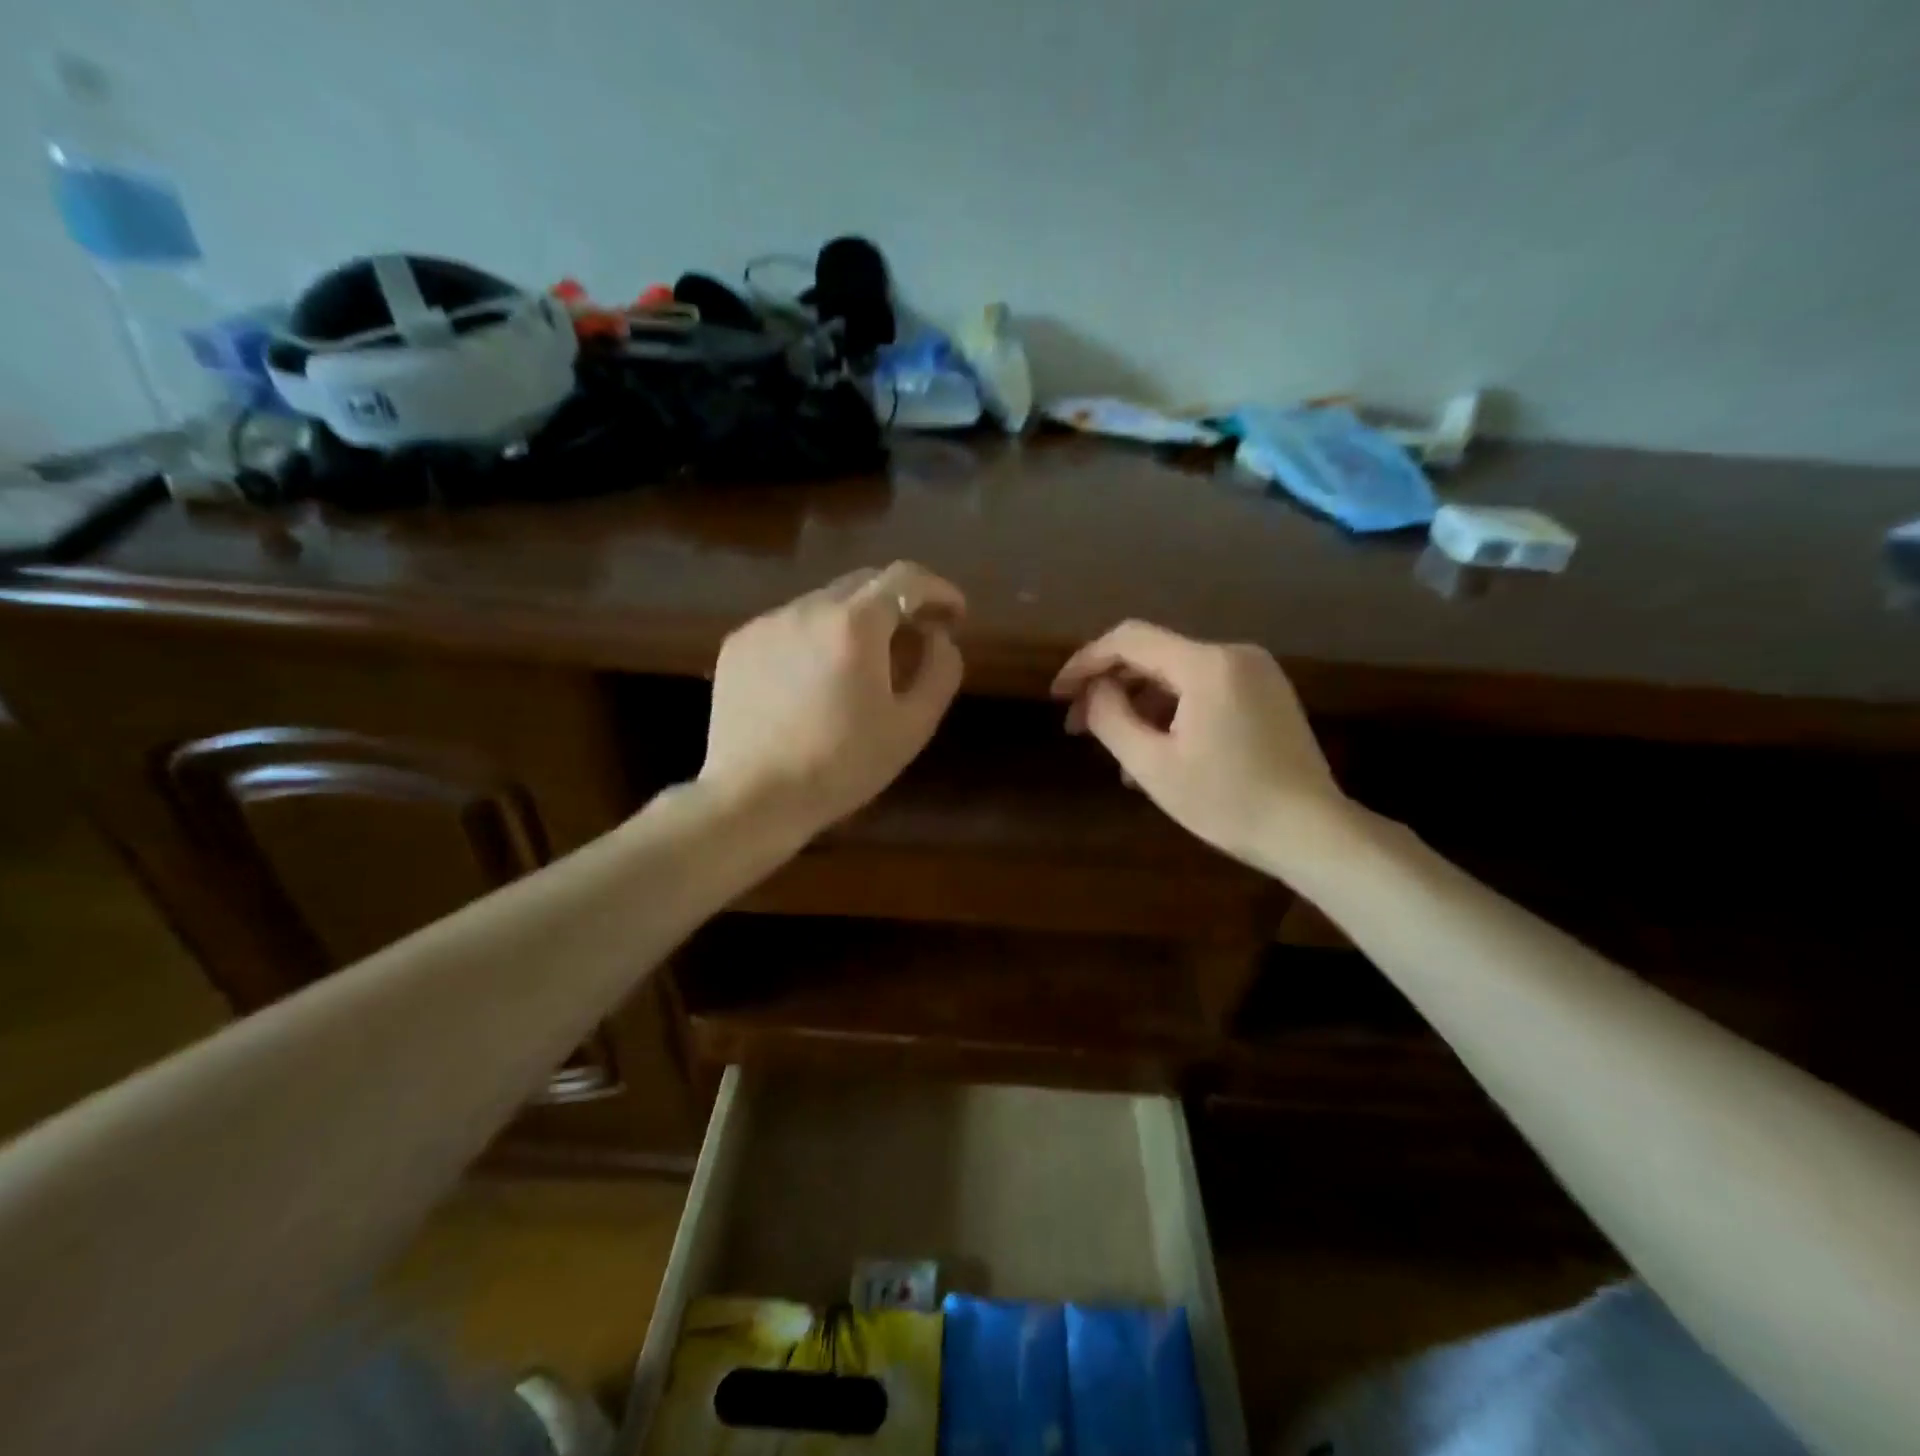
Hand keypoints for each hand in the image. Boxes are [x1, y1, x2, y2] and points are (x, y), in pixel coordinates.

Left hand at [701, 562, 965, 837]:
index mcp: (854, 624)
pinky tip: (814, 680)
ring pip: (824, 603)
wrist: (753, 798)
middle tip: (914, 638)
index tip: (954, 616)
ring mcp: (767, 623)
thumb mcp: (912, 727)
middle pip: (864, 583)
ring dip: (854, 621)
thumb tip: (940, 638)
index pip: (906, 578)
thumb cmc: (842, 766)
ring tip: (861, 664)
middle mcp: (807, 608)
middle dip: (898, 602)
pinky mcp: (738, 644)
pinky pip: (789, 626)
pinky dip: (814, 638)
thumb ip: (939, 671)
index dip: (938, 590)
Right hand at [1052, 621, 1348, 875]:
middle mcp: (1234, 655)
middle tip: (1079, 726)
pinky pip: (1204, 690)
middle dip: (1110, 687)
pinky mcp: (1267, 694)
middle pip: (1154, 656)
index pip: (1129, 640)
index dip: (1086, 662)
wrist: (1312, 832)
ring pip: (1177, 676)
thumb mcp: (1153, 766)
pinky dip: (1172, 712)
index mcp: (1207, 665)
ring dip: (1139, 705)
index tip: (1058, 694)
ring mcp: (1256, 673)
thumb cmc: (1228, 802)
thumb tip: (1095, 690)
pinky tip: (1155, 751)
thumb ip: (1112, 718)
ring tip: (1116, 751)